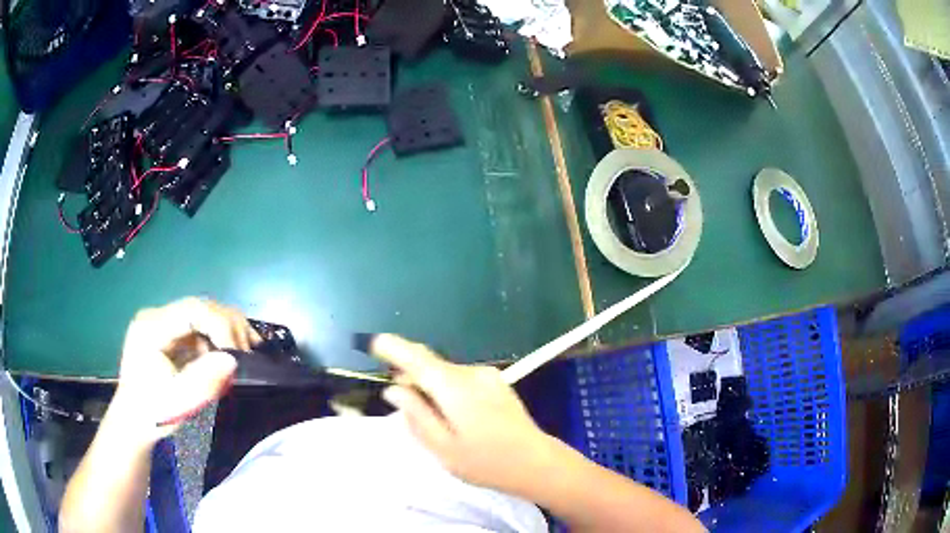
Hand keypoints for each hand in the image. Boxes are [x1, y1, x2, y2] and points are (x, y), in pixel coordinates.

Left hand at [111, 297, 260, 445]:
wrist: (133, 422)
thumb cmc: (152, 413)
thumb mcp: (178, 401)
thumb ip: (204, 380)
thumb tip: (234, 360)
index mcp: (152, 327)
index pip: (193, 310)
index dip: (221, 325)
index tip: (240, 354)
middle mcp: (157, 317)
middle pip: (200, 308)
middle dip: (228, 327)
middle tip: (248, 354)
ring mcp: (163, 324)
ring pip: (203, 314)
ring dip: (226, 332)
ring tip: (244, 354)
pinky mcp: (170, 333)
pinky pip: (199, 328)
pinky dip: (218, 340)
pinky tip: (229, 356)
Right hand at [369, 334, 558, 494]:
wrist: (537, 463)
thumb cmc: (486, 461)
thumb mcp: (442, 447)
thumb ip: (415, 415)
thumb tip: (393, 390)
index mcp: (455, 387)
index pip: (417, 358)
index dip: (393, 348)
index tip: (373, 342)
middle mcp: (472, 373)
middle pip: (431, 366)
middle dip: (411, 377)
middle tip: (400, 403)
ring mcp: (488, 376)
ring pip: (446, 374)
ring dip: (430, 386)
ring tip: (429, 417)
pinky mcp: (497, 384)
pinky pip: (461, 379)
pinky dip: (447, 390)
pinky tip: (451, 414)